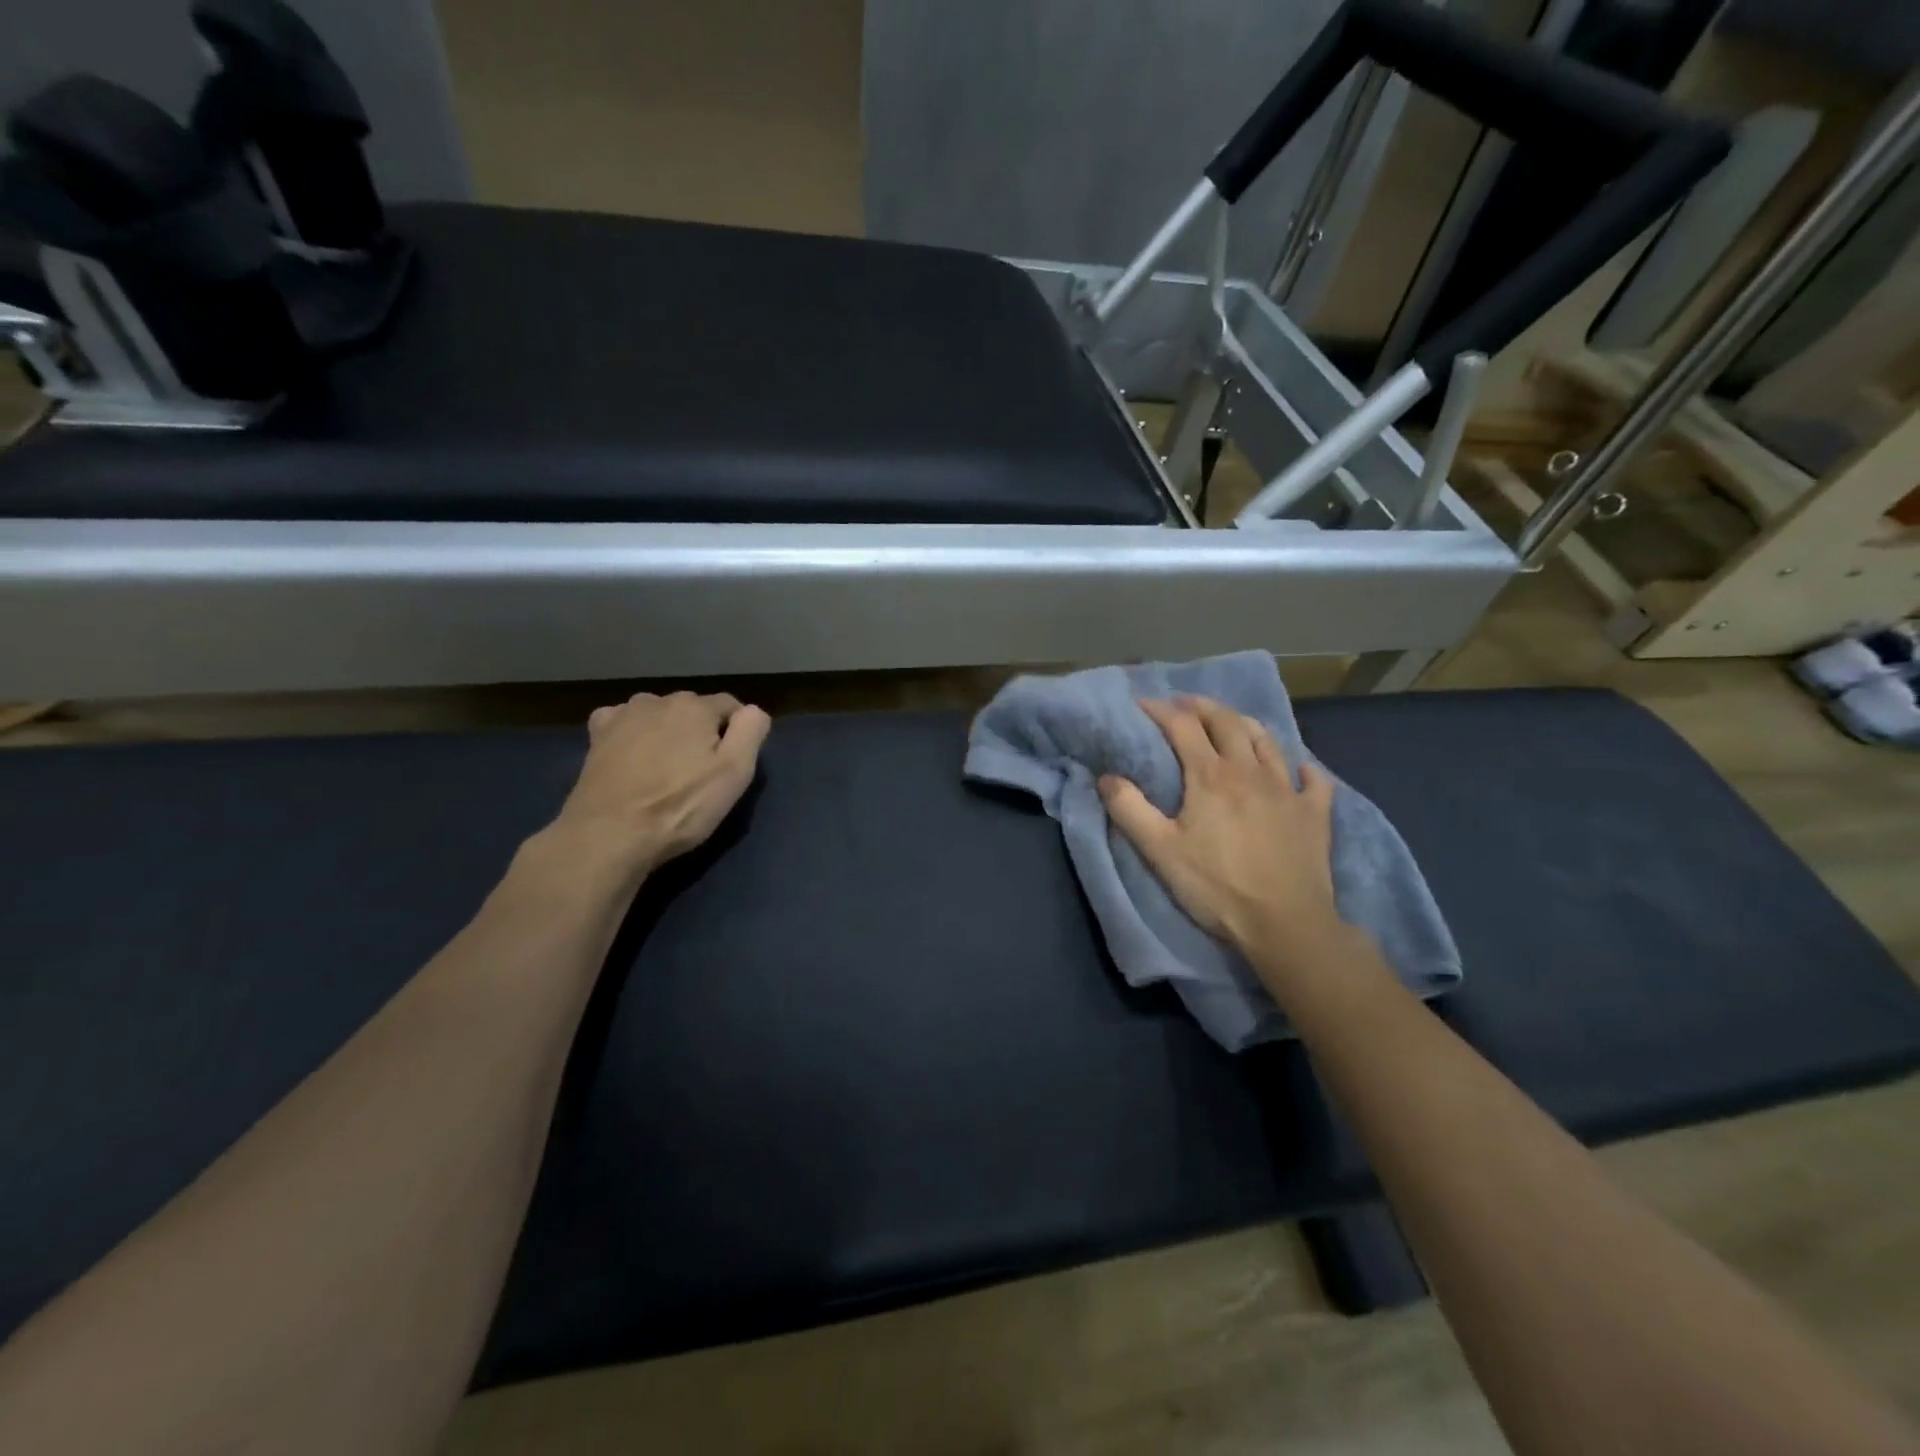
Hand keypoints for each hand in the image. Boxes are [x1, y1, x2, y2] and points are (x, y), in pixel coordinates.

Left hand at [548, 691, 770, 879]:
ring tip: (665, 768)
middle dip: (701, 731)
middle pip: (693, 709)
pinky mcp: (597, 736)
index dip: (737, 733)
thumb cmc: (681, 806)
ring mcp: (623, 715)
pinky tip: (633, 756)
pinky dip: (633, 734)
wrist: (611, 834)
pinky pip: (623, 722)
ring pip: (659, 714)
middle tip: (700, 772)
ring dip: (667, 732)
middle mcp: (658, 700)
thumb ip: (751, 732)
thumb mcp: (735, 773)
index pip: (731, 706)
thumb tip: (752, 711)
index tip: (731, 764)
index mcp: (696, 707)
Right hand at [1099, 696, 1343, 974]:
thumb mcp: (1159, 851)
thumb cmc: (1216, 887)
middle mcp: (1250, 771)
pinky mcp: (1315, 814)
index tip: (1142, 703)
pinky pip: (1313, 779)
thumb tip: (1107, 777)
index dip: (1160, 709)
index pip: (1182, 726)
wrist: (1285, 923)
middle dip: (1202, 706)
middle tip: (1185, 703)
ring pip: (1267, 741)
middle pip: (1226, 722)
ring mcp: (1288, 790)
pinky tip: (1297, 769)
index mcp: (1210, 776)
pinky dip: (1302, 767)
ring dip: (1244, 724)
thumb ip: (1129, 809)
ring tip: (1231, 722)